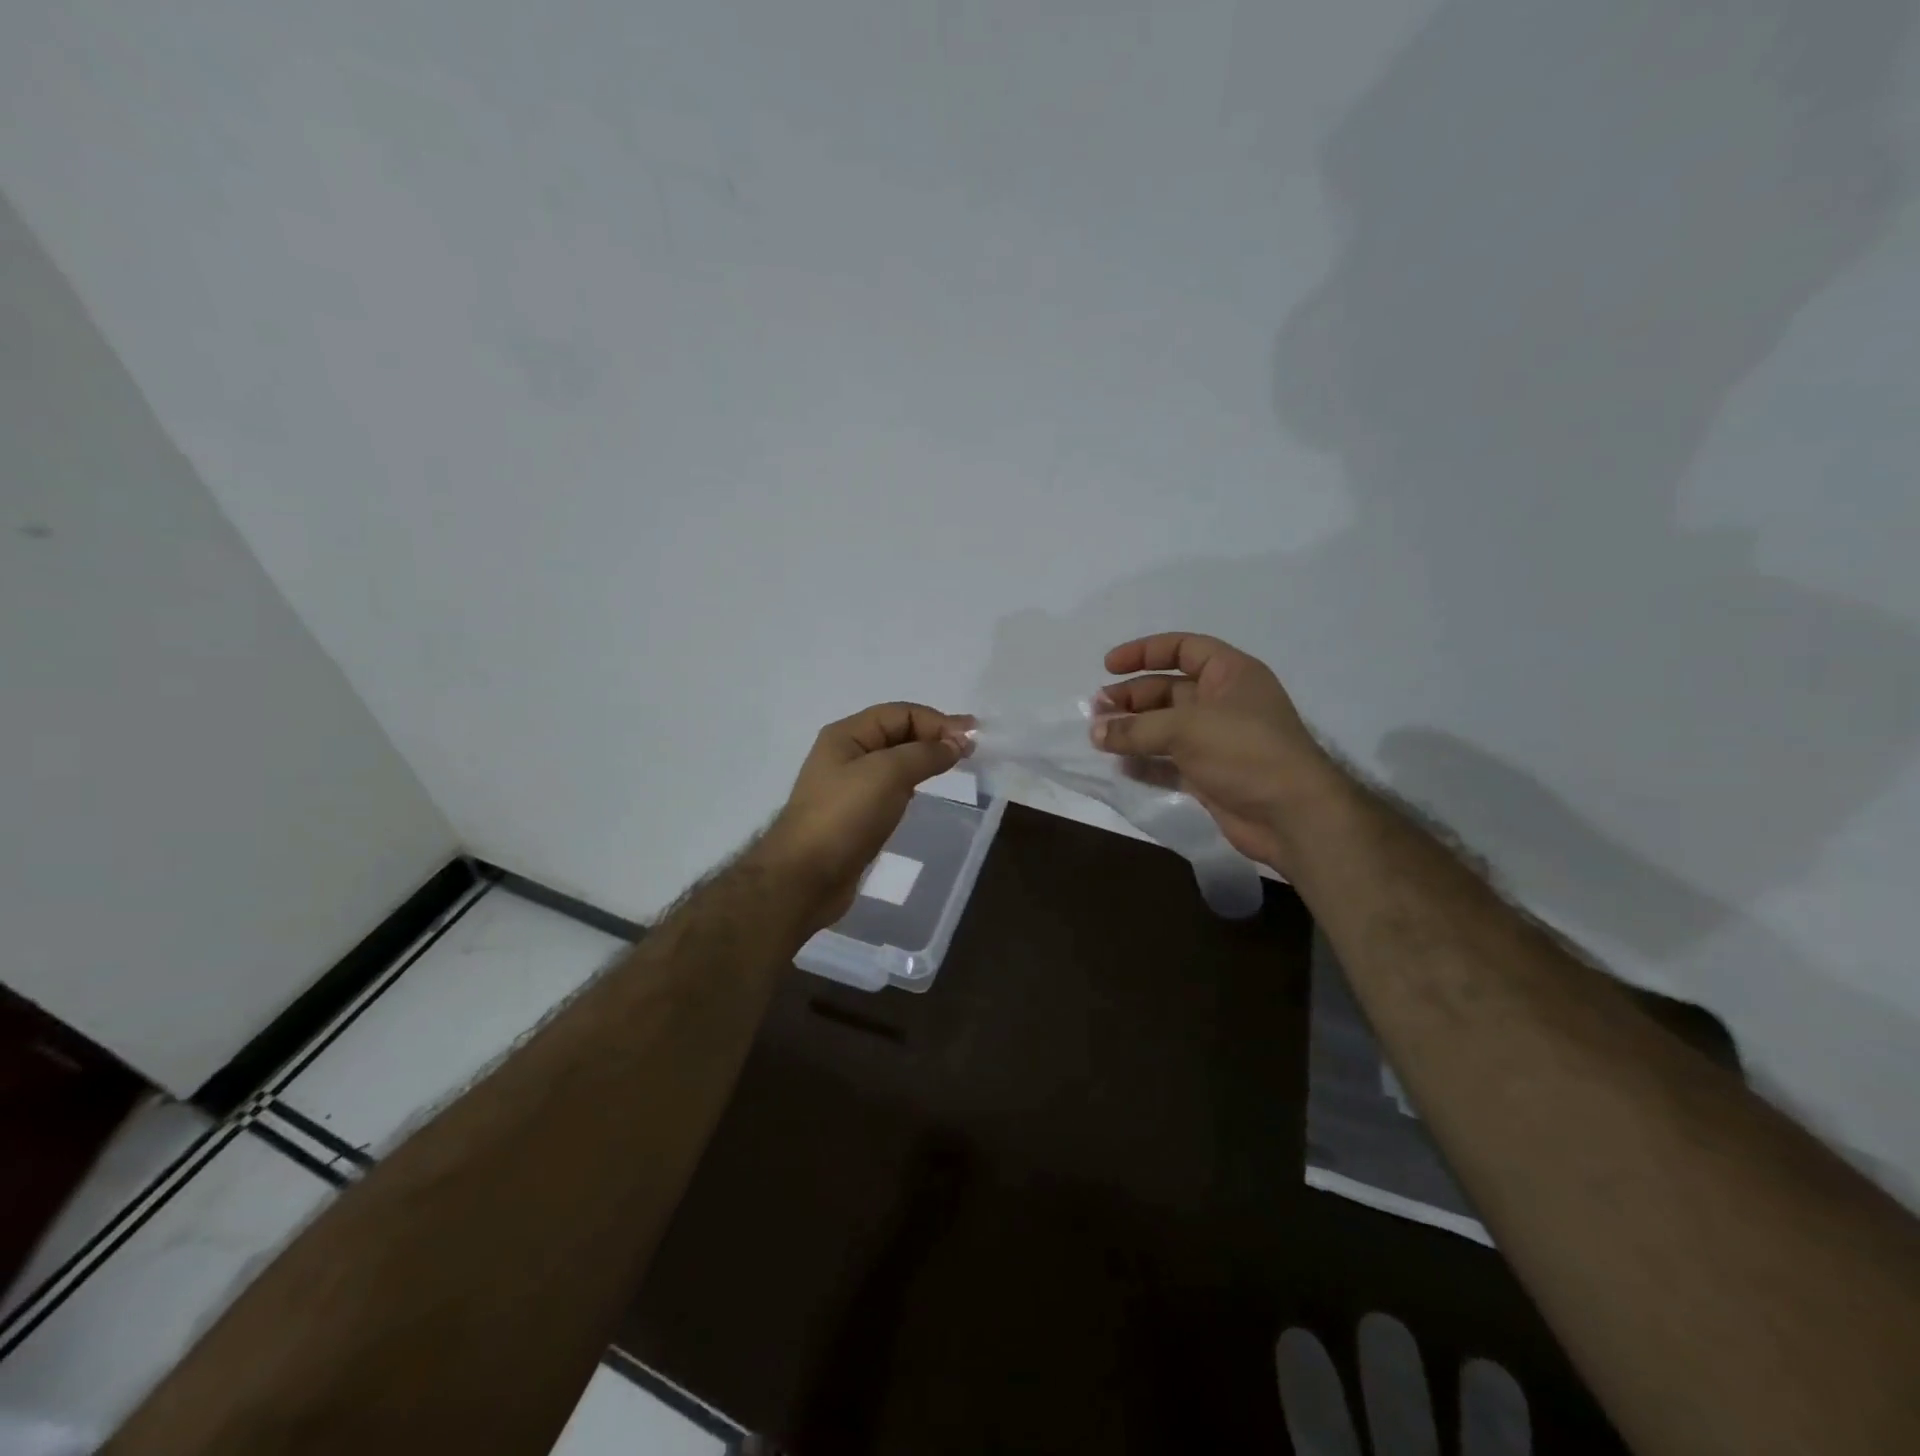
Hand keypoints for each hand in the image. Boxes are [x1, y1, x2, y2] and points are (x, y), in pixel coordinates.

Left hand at [758, 703, 973, 928]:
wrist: (805, 877)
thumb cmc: (844, 817)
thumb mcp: (887, 774)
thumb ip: (924, 754)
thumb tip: (956, 744)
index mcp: (847, 735)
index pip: (900, 713)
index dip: (937, 721)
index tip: (972, 739)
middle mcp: (846, 754)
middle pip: (898, 734)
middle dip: (934, 737)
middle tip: (971, 751)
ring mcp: (850, 786)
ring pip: (895, 762)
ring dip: (925, 759)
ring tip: (956, 767)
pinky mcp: (856, 815)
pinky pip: (890, 788)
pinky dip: (912, 784)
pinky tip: (926, 792)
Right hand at [1094, 632, 1343, 876]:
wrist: (1291, 815)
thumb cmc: (1244, 752)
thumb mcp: (1186, 728)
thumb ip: (1136, 728)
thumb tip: (1095, 732)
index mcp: (1230, 674)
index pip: (1183, 649)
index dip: (1145, 652)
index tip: (1108, 666)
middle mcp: (1224, 702)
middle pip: (1168, 689)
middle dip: (1131, 697)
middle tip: (1097, 709)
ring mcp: (1216, 741)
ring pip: (1165, 727)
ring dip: (1133, 729)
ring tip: (1098, 736)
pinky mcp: (1209, 774)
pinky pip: (1168, 761)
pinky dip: (1144, 761)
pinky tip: (1119, 764)